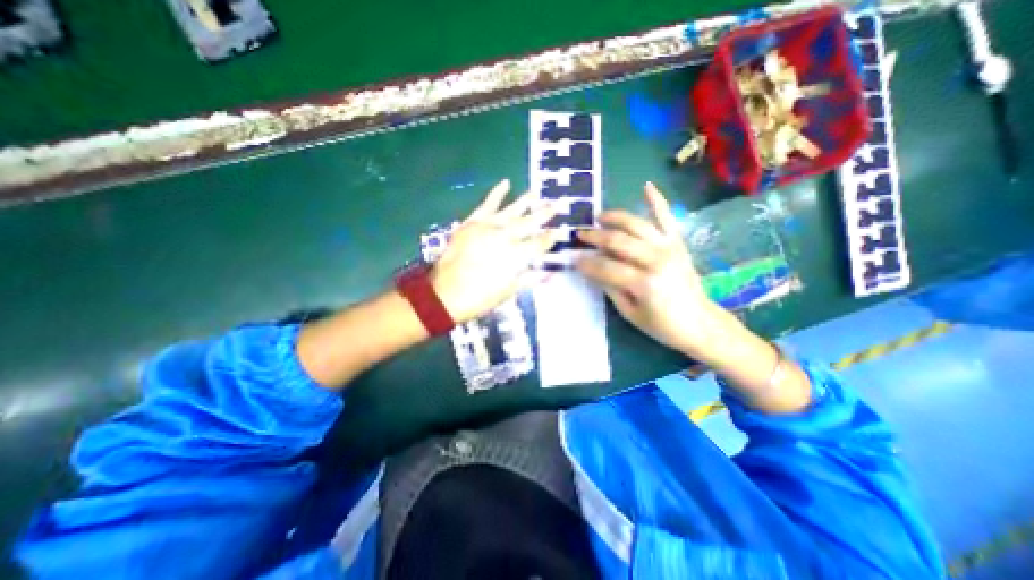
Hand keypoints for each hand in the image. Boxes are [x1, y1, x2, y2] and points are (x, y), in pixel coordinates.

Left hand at [429, 179, 557, 324]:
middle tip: (556, 205)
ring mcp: (488, 226)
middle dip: (545, 214)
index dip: (550, 238)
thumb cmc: (480, 297)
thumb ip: (530, 279)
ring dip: (526, 201)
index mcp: (517, 256)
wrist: (445, 294)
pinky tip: (505, 182)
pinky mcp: (473, 222)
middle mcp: (506, 237)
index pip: (540, 243)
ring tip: (536, 193)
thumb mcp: (508, 292)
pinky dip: (497, 193)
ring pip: (512, 210)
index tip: (558, 232)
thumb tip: (550, 274)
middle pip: (530, 222)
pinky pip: (488, 204)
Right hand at [574, 181, 721, 352]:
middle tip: (579, 234)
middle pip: (618, 241)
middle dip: (594, 236)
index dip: (587, 262)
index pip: (606, 266)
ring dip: (615, 217)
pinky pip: (667, 218)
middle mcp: (657, 259)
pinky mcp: (678, 243)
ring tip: (599, 217)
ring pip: (636, 224)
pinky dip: (657, 201)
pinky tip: (646, 186)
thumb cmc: (662, 325)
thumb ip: (610, 288)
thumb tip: (592, 268)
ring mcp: (669, 248)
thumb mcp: (630, 313)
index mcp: (644, 283)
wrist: (700, 322)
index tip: (573, 259)